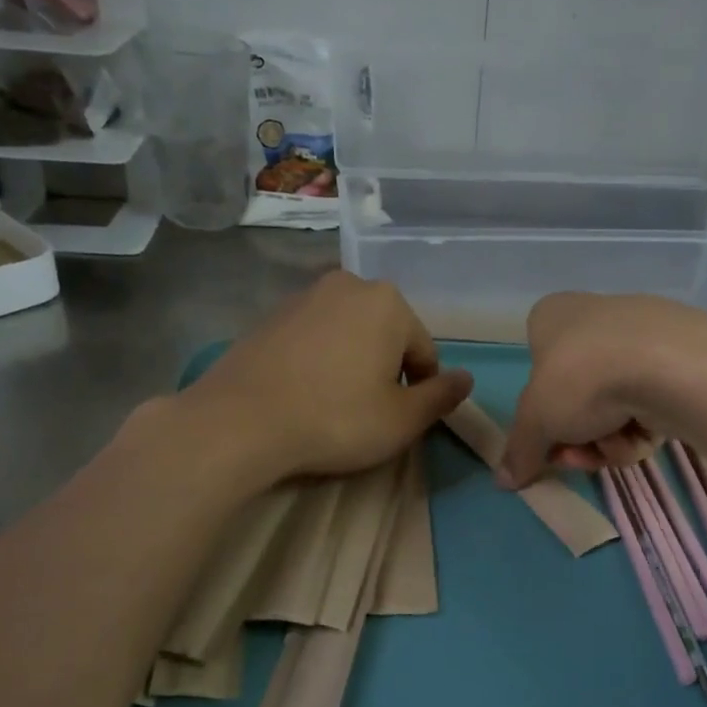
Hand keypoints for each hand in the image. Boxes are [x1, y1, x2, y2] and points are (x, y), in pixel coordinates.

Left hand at [187, 271, 472, 480]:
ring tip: (334, 404)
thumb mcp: (402, 419)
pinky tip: (304, 393)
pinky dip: (319, 360)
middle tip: (368, 412)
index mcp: (388, 302)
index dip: (419, 390)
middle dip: (385, 371)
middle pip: (386, 336)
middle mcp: (348, 285)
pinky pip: (313, 338)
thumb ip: (440, 397)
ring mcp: (304, 296)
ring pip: (349, 334)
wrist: (240, 421)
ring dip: (352, 364)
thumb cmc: (336, 418)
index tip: (400, 419)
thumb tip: (466, 379)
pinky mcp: (270, 315)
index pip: (424, 351)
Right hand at [500, 292, 706, 487]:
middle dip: (576, 435)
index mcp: (554, 316)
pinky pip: (649, 404)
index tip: (546, 441)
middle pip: (577, 395)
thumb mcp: (536, 421)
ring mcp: (642, 337)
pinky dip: (641, 429)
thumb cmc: (583, 378)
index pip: (537, 364)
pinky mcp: (680, 360)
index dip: (540, 410)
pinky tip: (645, 438)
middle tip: (578, 456)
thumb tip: (504, 480)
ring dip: (607, 438)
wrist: (670, 366)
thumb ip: (519, 451)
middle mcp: (596, 318)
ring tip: (615, 447)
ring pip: (613, 405)